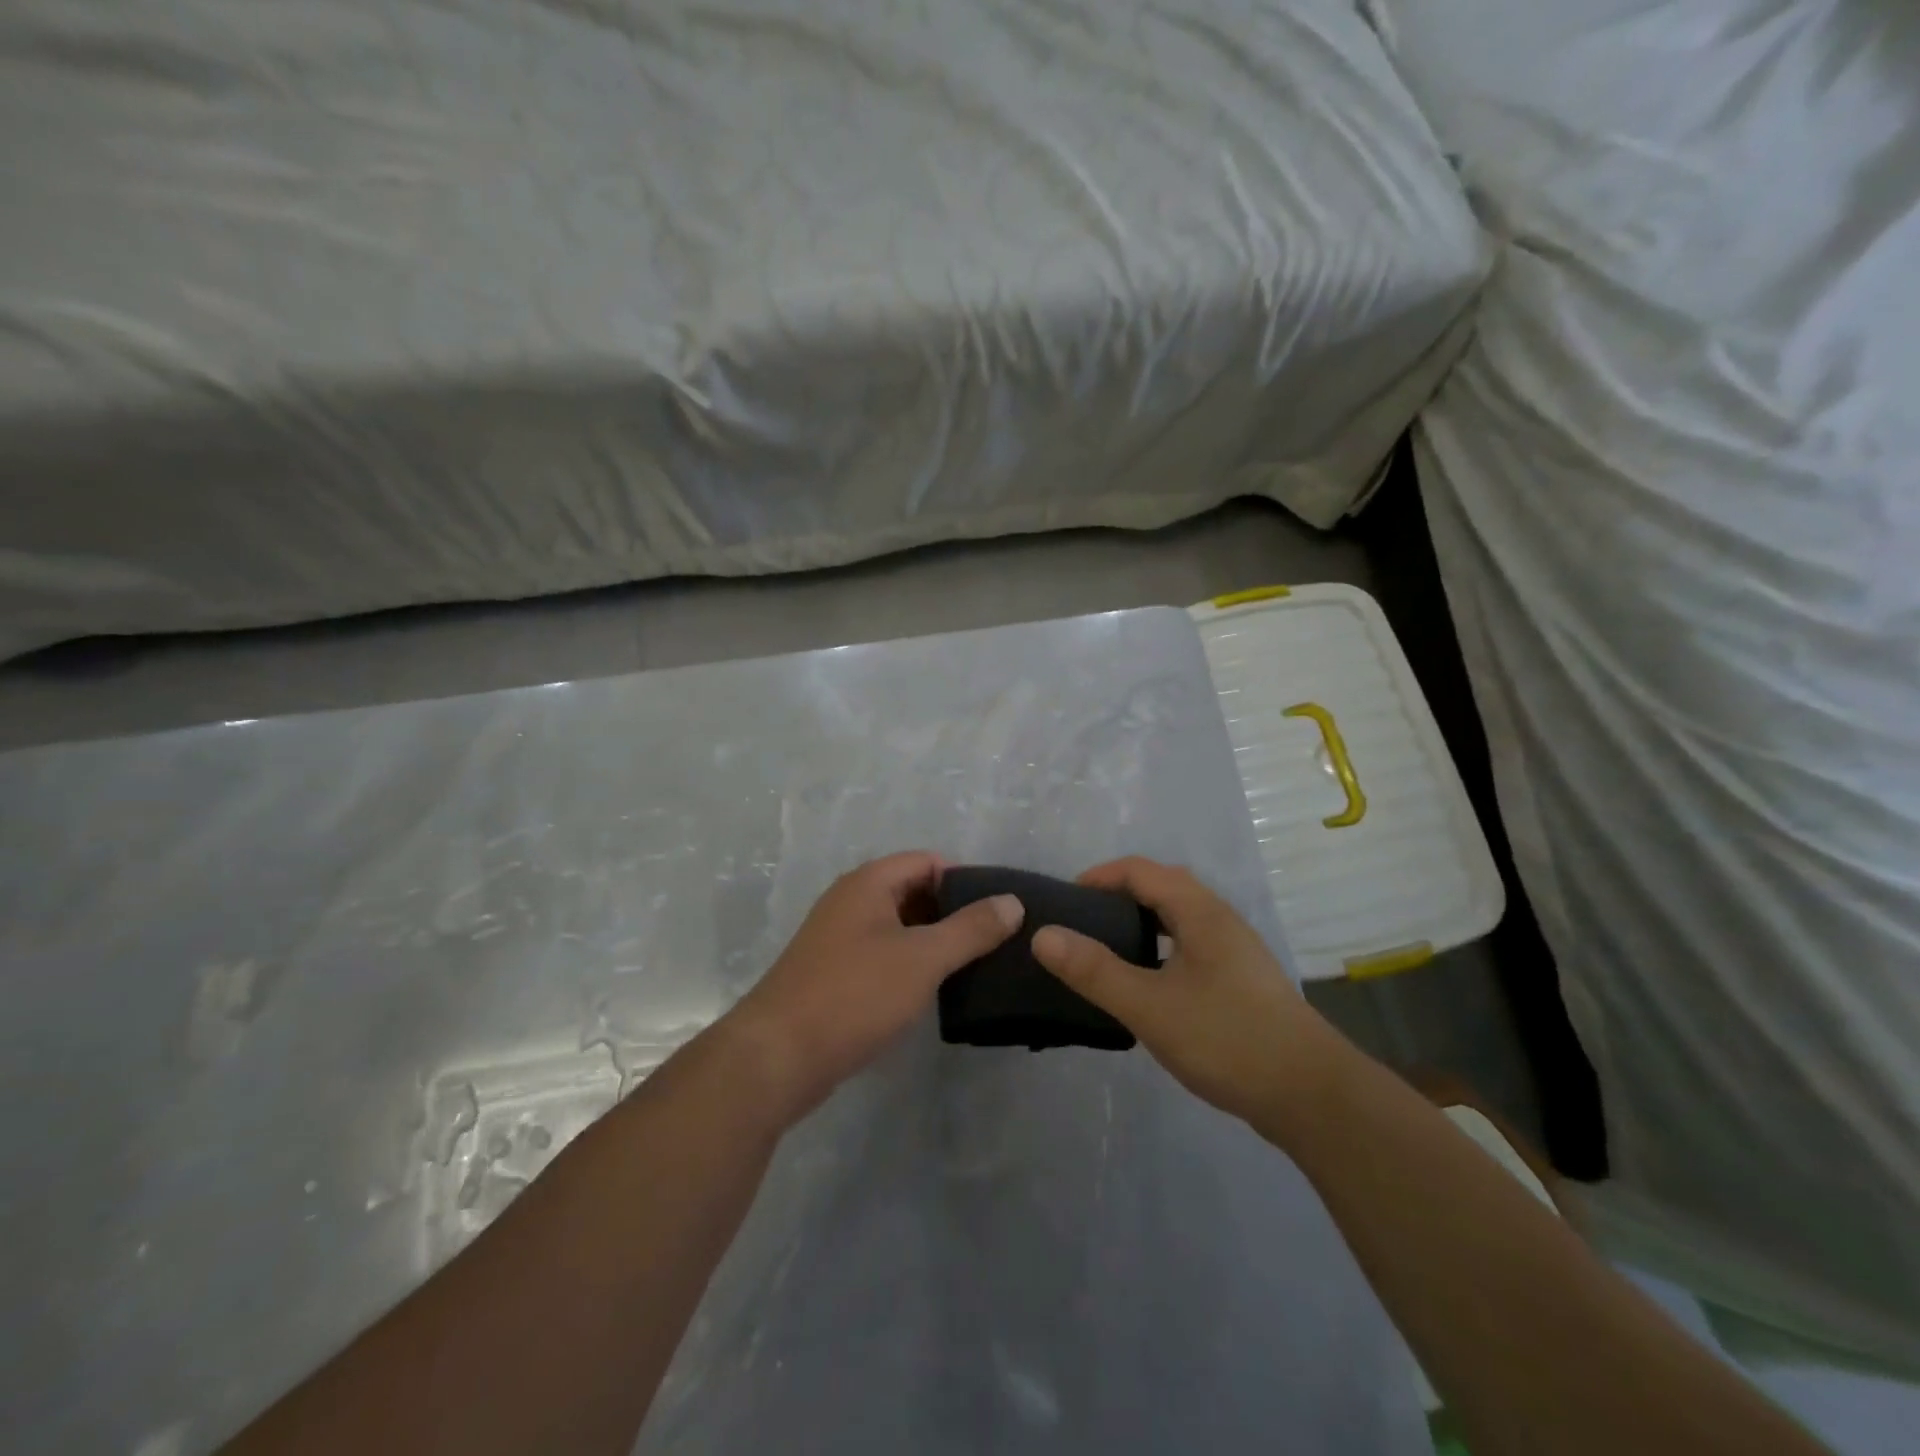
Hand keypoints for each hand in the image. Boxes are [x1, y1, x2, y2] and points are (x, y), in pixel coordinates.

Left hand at [726, 852, 1023, 1124]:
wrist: (777, 1057)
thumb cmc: (854, 995)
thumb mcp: (922, 958)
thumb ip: (970, 929)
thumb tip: (1012, 901)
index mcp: (868, 883)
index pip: (928, 861)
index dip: (966, 880)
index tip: (1000, 910)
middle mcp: (851, 901)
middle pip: (913, 892)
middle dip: (953, 912)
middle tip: (997, 940)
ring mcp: (839, 939)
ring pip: (899, 927)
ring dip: (934, 941)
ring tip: (977, 966)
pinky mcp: (834, 974)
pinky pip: (883, 955)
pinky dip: (911, 964)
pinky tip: (936, 990)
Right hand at [1030, 857, 1342, 1128]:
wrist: (1312, 1096)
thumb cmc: (1227, 1038)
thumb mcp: (1150, 1006)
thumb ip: (1094, 971)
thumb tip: (1042, 935)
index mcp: (1200, 911)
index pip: (1141, 870)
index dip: (1099, 876)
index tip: (1064, 900)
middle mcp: (1220, 919)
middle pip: (1163, 887)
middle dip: (1119, 895)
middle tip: (1082, 923)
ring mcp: (1236, 951)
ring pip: (1180, 918)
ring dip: (1142, 922)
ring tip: (1107, 950)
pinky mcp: (1243, 981)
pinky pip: (1191, 945)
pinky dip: (1161, 948)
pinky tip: (1149, 984)